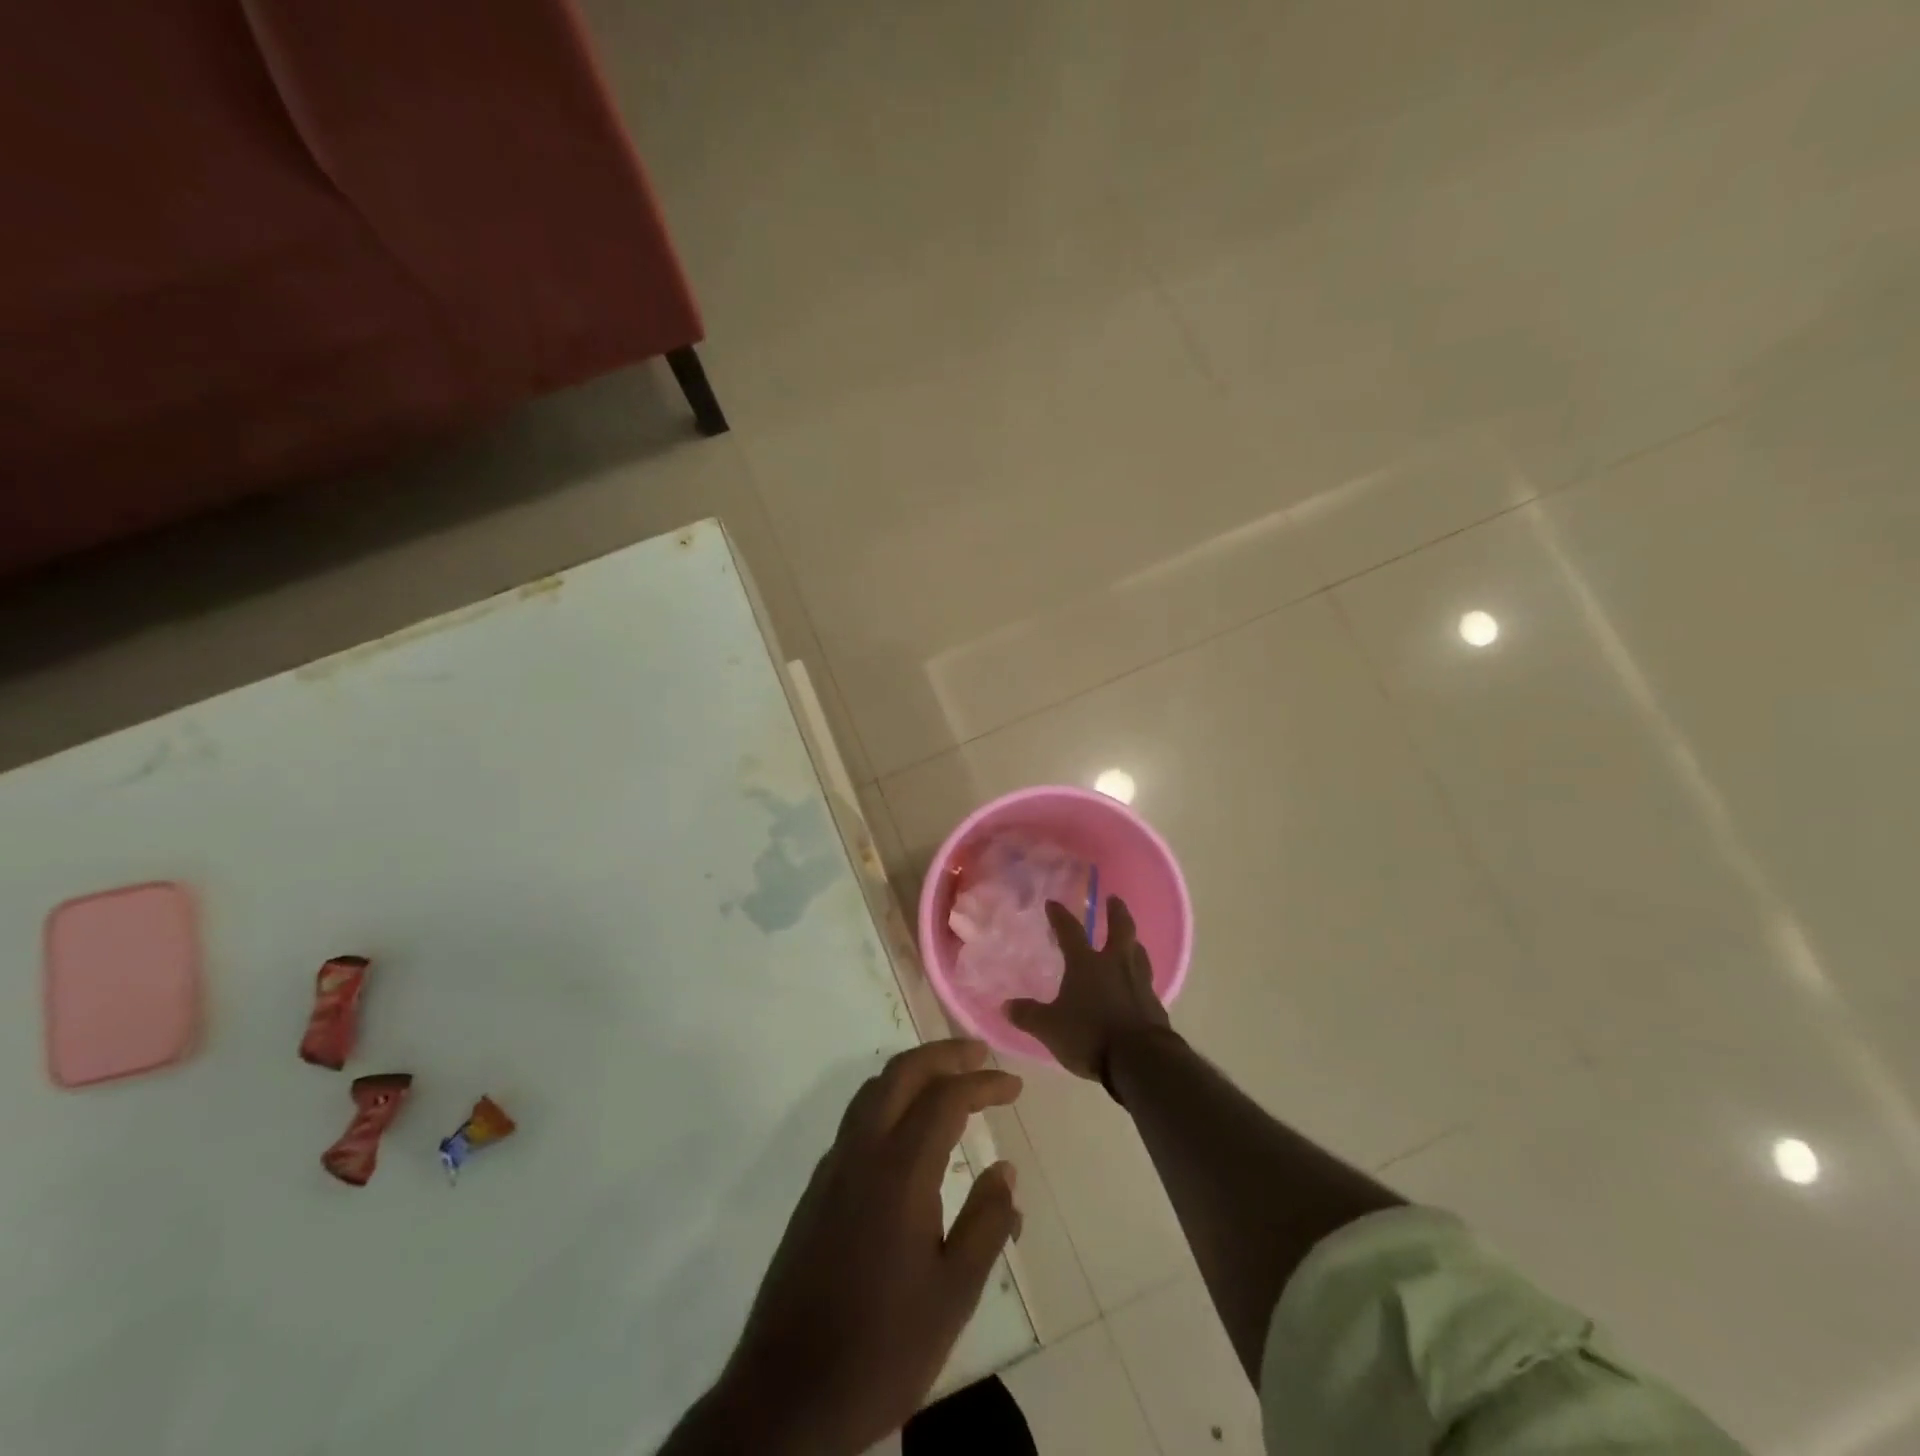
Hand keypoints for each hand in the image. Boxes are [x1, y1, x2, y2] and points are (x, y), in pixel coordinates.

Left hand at [682, 1040, 1022, 1455]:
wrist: (787, 1397)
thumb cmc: (882, 1347)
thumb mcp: (954, 1295)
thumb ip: (986, 1224)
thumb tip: (1005, 1169)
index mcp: (899, 1171)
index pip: (945, 1098)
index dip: (983, 1084)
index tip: (1014, 1085)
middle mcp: (861, 1153)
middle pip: (901, 1073)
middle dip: (943, 1055)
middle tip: (980, 1054)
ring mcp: (832, 1168)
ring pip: (873, 1091)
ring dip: (913, 1072)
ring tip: (948, 1079)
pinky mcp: (816, 1190)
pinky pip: (857, 1119)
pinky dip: (889, 1100)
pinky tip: (907, 1130)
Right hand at [1005, 896, 1171, 1083]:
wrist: (1140, 1060)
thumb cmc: (1090, 1035)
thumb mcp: (1050, 1028)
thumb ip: (1029, 1015)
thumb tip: (1006, 1005)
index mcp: (1087, 964)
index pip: (1070, 931)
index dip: (1060, 916)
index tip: (1053, 903)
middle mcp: (1116, 965)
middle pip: (1120, 929)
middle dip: (1116, 912)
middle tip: (1114, 899)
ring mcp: (1140, 983)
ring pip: (1139, 953)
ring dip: (1133, 943)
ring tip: (1131, 940)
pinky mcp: (1155, 1005)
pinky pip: (1146, 981)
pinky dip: (1140, 976)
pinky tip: (1138, 984)